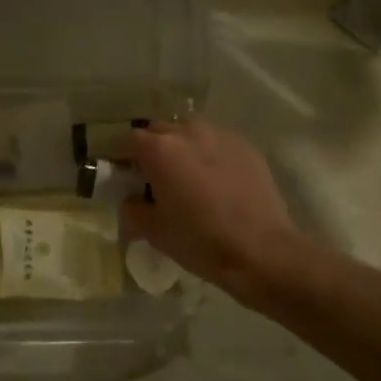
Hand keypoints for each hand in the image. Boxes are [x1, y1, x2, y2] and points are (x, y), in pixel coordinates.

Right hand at [121, 119, 302, 295]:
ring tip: (186, 175)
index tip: (121, 172)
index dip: (119, 156)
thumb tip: (133, 200)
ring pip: (190, 133)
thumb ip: (133, 209)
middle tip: (152, 176)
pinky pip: (217, 143)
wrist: (261, 249)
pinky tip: (215, 180)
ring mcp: (220, 136)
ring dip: (182, 148)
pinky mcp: (246, 146)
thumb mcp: (154, 232)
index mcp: (160, 150)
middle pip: (159, 131)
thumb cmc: (200, 240)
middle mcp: (188, 132)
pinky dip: (208, 154)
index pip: (128, 141)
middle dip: (151, 149)